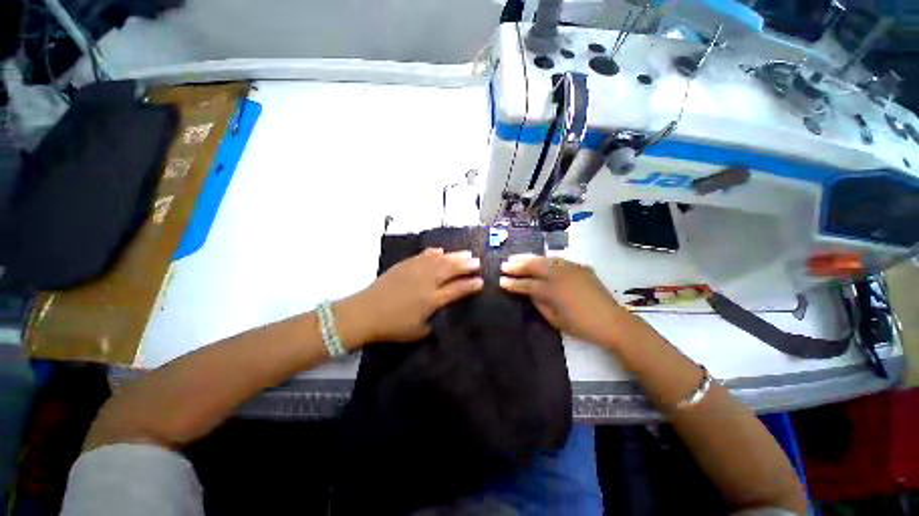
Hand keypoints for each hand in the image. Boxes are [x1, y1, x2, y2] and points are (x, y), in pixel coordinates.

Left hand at [337, 248, 482, 346]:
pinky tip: (440, 250)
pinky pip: (424, 255)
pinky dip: (434, 252)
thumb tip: (441, 315)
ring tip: (466, 253)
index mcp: (432, 299)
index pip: (457, 289)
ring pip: (441, 259)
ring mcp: (416, 270)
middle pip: (452, 270)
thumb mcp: (417, 332)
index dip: (471, 285)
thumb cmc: (392, 326)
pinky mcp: (406, 264)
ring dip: (455, 256)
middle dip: (467, 265)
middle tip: (478, 262)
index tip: (481, 281)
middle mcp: (428, 282)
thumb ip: (433, 324)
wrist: (365, 312)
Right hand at [500, 254, 631, 347]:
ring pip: (545, 259)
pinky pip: (558, 260)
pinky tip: (539, 260)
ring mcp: (570, 268)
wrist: (612, 322)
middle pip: (533, 265)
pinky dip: (545, 259)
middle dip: (517, 265)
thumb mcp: (555, 320)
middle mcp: (559, 275)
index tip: (500, 281)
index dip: (512, 283)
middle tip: (504, 265)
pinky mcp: (579, 267)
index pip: (526, 284)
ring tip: (516, 258)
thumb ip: (539, 303)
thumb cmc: (581, 326)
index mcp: (552, 291)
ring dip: (529, 258)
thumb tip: (530, 292)